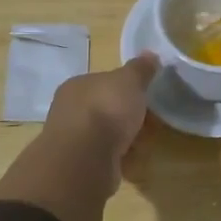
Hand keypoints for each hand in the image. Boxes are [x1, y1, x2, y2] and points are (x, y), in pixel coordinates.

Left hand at [39, 54, 158, 195]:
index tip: (146, 97)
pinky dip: (120, 159)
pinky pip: (106, 157)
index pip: (104, 82)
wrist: (85, 160)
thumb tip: (150, 54)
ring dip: (126, 140)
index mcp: (77, 85)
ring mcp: (73, 140)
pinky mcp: (80, 166)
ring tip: (143, 145)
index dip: (127, 89)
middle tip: (150, 123)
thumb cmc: (106, 110)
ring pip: (107, 135)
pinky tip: (132, 161)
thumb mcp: (130, 81)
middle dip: (129, 116)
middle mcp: (70, 110)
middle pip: (107, 109)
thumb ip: (140, 69)